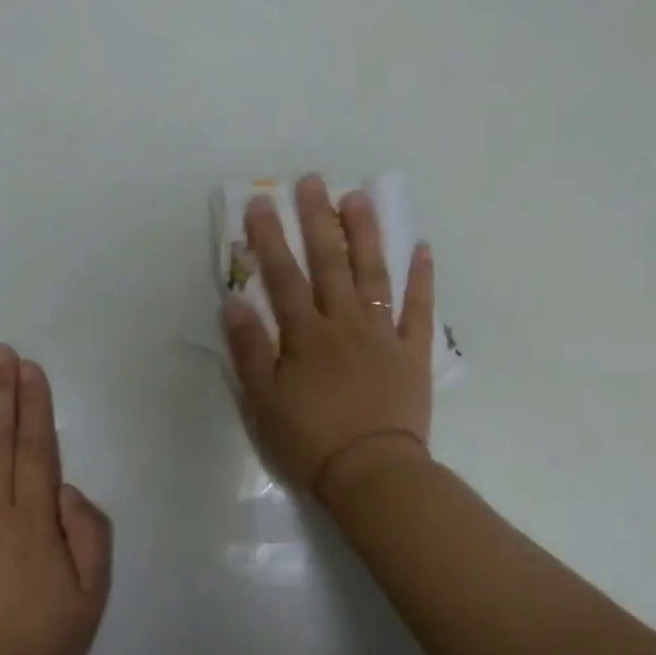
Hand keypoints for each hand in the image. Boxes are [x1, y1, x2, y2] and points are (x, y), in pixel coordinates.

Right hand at [224, 174, 435, 501]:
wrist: (372, 473)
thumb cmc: (309, 441)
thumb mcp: (263, 402)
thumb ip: (250, 349)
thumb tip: (233, 301)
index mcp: (306, 336)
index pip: (283, 276)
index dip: (269, 238)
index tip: (260, 202)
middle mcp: (345, 324)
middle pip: (330, 263)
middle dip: (317, 219)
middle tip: (312, 181)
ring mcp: (383, 335)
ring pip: (374, 274)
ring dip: (366, 234)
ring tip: (359, 198)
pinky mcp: (413, 353)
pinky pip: (419, 309)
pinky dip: (421, 278)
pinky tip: (421, 247)